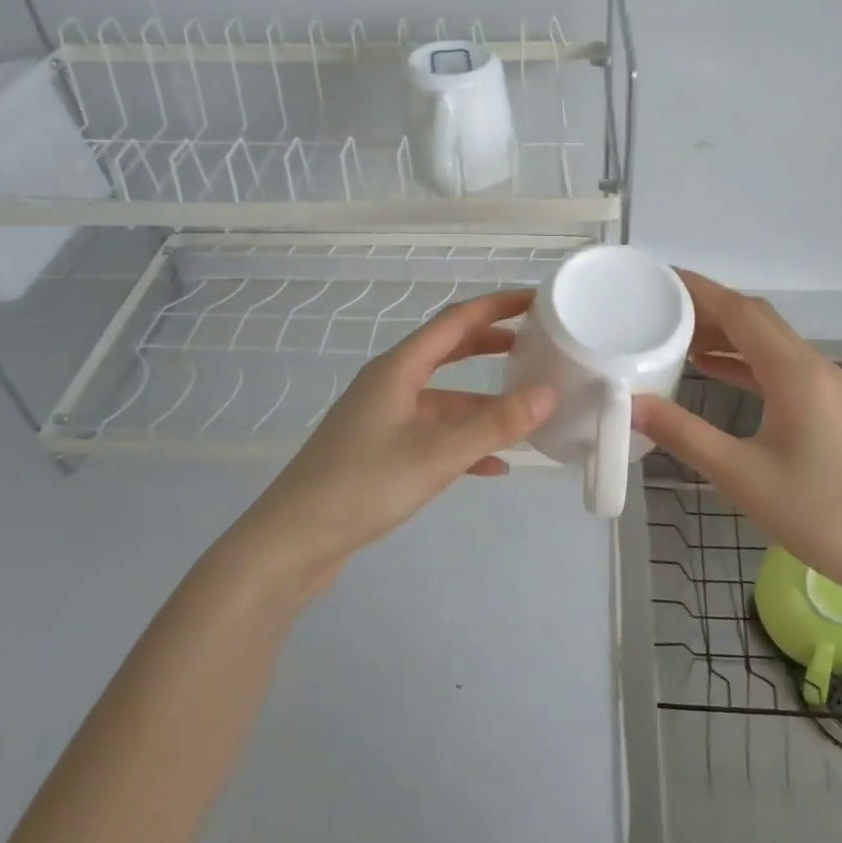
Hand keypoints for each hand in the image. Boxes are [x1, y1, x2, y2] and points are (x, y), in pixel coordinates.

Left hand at [237, 289, 556, 594]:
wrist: (293, 542)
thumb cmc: (363, 486)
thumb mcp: (437, 454)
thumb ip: (494, 424)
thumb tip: (548, 392)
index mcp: (398, 368)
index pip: (455, 321)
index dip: (496, 307)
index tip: (536, 300)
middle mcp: (390, 384)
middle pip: (448, 351)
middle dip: (491, 345)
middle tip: (535, 344)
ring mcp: (383, 418)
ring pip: (444, 398)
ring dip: (482, 402)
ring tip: (525, 408)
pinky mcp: (380, 451)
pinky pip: (432, 434)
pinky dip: (464, 441)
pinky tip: (494, 466)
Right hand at [630, 272, 841, 602]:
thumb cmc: (817, 513)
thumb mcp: (740, 475)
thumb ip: (683, 434)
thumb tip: (632, 405)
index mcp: (794, 373)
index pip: (741, 311)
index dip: (699, 291)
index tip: (659, 279)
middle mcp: (813, 367)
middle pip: (756, 319)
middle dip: (707, 308)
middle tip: (658, 308)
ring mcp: (824, 386)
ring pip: (768, 341)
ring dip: (726, 333)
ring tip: (676, 335)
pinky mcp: (827, 406)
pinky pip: (778, 366)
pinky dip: (743, 360)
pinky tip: (713, 369)